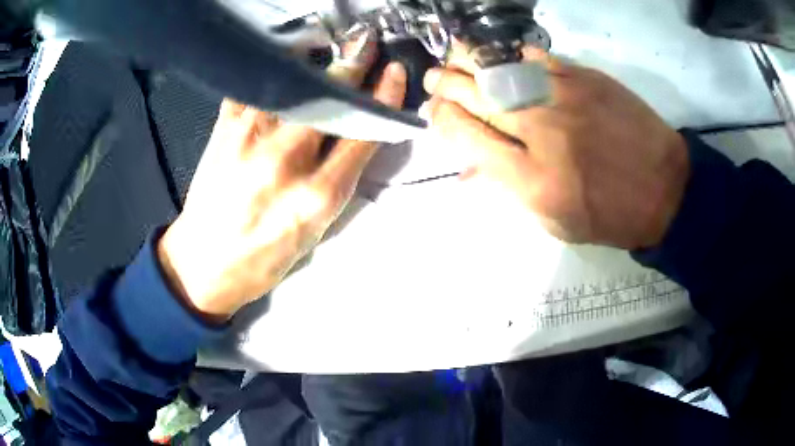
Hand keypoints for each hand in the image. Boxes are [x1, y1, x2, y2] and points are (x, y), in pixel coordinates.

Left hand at [158, 30, 406, 319]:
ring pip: (290, 83)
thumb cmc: (263, 258)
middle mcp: (285, 162)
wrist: (203, 264)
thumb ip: (336, 181)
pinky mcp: (223, 131)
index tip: (393, 72)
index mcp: (316, 197)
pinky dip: (269, 67)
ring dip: (313, 57)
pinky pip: (251, 86)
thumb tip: (355, 134)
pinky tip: (282, 58)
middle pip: (330, 101)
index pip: (362, 134)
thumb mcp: (313, 233)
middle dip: (353, 64)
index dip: (383, 98)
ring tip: (325, 41)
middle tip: (366, 42)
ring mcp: (249, 140)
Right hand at [423, 46, 688, 249]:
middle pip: (477, 97)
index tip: (436, 113)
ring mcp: (564, 98)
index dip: (443, 120)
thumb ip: (509, 190)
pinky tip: (503, 58)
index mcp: (531, 178)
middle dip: (446, 85)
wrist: (665, 190)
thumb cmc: (609, 216)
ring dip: (469, 61)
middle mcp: (541, 132)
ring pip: (501, 69)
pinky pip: (538, 58)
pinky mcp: (586, 79)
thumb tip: (469, 169)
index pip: (466, 136)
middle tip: (434, 79)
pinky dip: (513, 56)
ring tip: (454, 58)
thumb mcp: (555, 222)